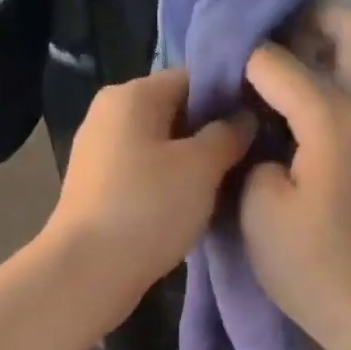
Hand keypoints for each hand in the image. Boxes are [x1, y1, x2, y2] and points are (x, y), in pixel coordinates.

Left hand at [37, 69, 254, 331]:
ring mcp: (100, 153)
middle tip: (252, 157)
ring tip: (229, 184)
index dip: (232, 97)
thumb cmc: (148, 208)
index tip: (263, 121)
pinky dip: (170, 184)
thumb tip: (243, 118)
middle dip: (213, 133)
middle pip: (176, 111)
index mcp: (131, 95)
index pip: (193, 78)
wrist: (88, 271)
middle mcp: (109, 115)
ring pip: (161, 146)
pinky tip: (194, 205)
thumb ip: (228, 135)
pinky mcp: (98, 189)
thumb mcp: (200, 167)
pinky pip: (145, 173)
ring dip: (194, 163)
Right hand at [239, 1, 350, 349]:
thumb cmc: (306, 266)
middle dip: (314, 18)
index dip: (241, 62)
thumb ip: (251, 152)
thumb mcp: (255, 209)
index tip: (218, 76)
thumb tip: (258, 129)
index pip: (277, 62)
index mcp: (333, 118)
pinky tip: (349, 108)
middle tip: (278, 38)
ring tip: (322, 67)